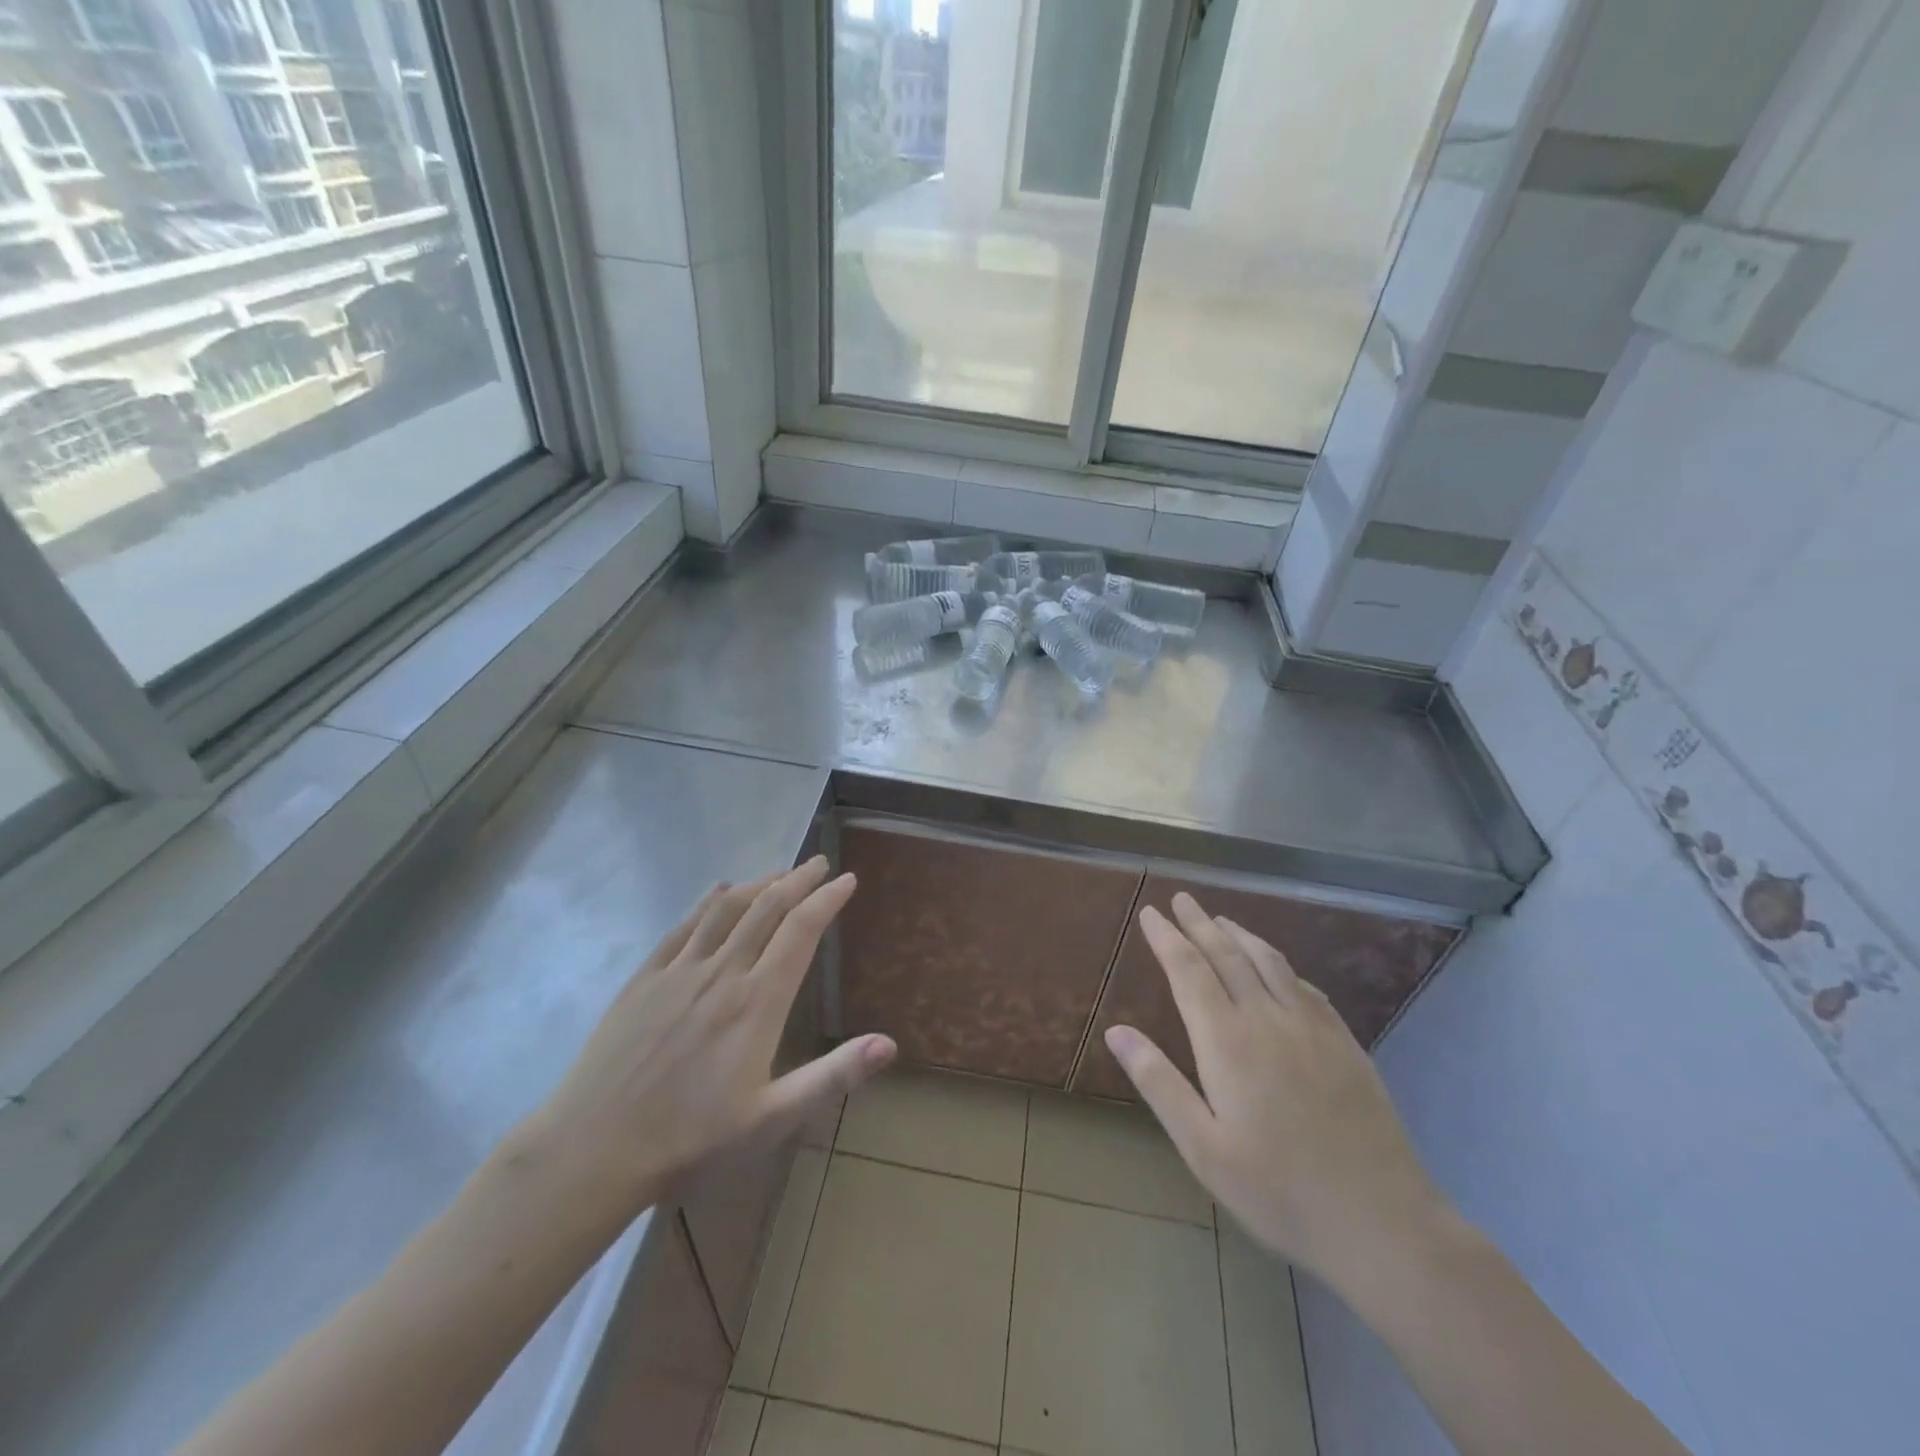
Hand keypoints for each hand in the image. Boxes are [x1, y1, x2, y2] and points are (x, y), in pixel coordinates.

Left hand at [512, 857, 895, 1224]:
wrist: (592, 1150)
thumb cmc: (690, 1140)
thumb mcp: (771, 1119)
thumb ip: (832, 1076)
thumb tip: (889, 1044)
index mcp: (757, 1002)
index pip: (800, 932)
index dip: (827, 900)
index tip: (847, 879)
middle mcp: (722, 972)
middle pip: (767, 908)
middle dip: (799, 880)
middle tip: (821, 863)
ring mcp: (678, 971)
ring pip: (727, 909)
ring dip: (759, 883)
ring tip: (781, 873)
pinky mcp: (644, 978)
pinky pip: (683, 925)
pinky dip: (708, 900)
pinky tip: (719, 890)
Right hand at [1104, 893, 1450, 1291]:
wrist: (1380, 1220)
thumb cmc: (1277, 1190)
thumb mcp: (1202, 1147)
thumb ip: (1158, 1082)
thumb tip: (1116, 1031)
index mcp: (1226, 1040)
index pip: (1188, 970)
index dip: (1167, 938)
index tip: (1151, 913)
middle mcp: (1267, 1019)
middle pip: (1227, 954)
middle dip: (1200, 923)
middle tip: (1181, 899)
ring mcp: (1312, 1027)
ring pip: (1269, 962)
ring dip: (1241, 934)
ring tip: (1221, 918)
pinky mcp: (1345, 1043)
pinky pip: (1306, 986)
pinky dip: (1281, 965)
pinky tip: (1278, 967)